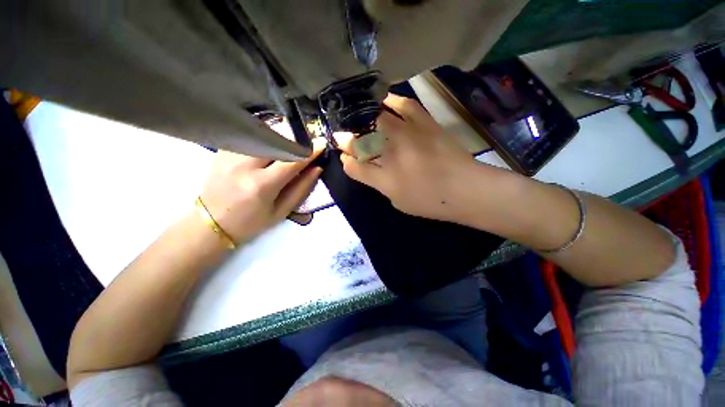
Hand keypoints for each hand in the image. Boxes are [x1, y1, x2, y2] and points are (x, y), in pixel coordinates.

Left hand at [200, 138, 325, 243]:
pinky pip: (251, 137)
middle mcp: (244, 165)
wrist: (211, 222)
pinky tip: (271, 147)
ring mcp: (230, 155)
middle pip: (277, 140)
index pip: (292, 161)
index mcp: (261, 185)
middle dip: (296, 139)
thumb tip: (317, 168)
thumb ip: (301, 189)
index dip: (310, 152)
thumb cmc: (251, 222)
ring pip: (263, 134)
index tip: (322, 144)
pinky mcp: (223, 150)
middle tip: (307, 144)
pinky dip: (266, 139)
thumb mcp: (281, 212)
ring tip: (291, 145)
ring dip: (282, 137)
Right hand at [339, 94, 476, 221]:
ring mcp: (409, 136)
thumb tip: (363, 166)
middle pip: (362, 140)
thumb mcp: (397, 201)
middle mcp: (393, 155)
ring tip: (360, 117)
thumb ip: (378, 183)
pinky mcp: (426, 124)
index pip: (354, 167)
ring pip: (378, 119)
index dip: (346, 160)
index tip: (343, 154)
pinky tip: (386, 101)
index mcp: (385, 179)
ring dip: (364, 118)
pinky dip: (393, 101)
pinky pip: (406, 105)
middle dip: (349, 137)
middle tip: (346, 135)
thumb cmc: (429, 201)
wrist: (465, 189)